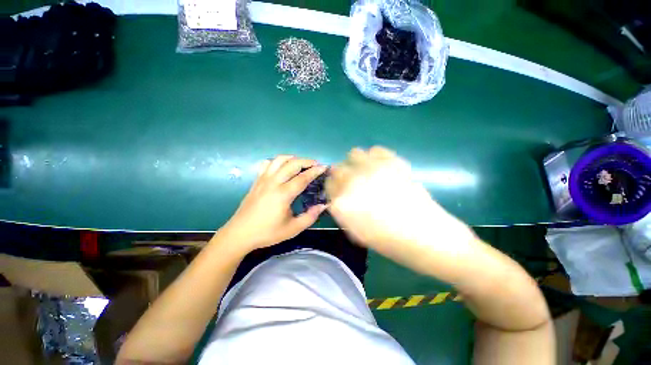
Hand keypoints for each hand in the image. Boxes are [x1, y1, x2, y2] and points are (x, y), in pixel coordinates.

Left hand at [219, 155, 327, 251]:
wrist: (239, 233)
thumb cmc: (267, 232)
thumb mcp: (292, 229)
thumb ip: (310, 216)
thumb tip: (323, 205)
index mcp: (283, 194)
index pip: (303, 177)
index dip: (315, 171)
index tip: (324, 167)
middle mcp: (273, 182)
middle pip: (292, 164)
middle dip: (306, 161)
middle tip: (316, 164)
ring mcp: (263, 180)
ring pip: (279, 160)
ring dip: (292, 158)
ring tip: (301, 163)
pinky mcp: (256, 181)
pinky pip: (267, 164)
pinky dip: (277, 161)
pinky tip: (282, 167)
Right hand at [326, 147, 474, 256]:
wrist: (425, 236)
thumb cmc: (388, 241)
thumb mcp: (355, 231)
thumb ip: (342, 210)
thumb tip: (339, 196)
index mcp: (341, 201)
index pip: (328, 185)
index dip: (334, 187)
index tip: (339, 190)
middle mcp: (352, 181)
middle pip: (338, 168)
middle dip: (342, 175)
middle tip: (354, 182)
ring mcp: (372, 169)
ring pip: (354, 154)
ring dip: (356, 163)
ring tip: (367, 173)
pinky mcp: (391, 162)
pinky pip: (376, 150)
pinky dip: (375, 157)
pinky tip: (382, 169)